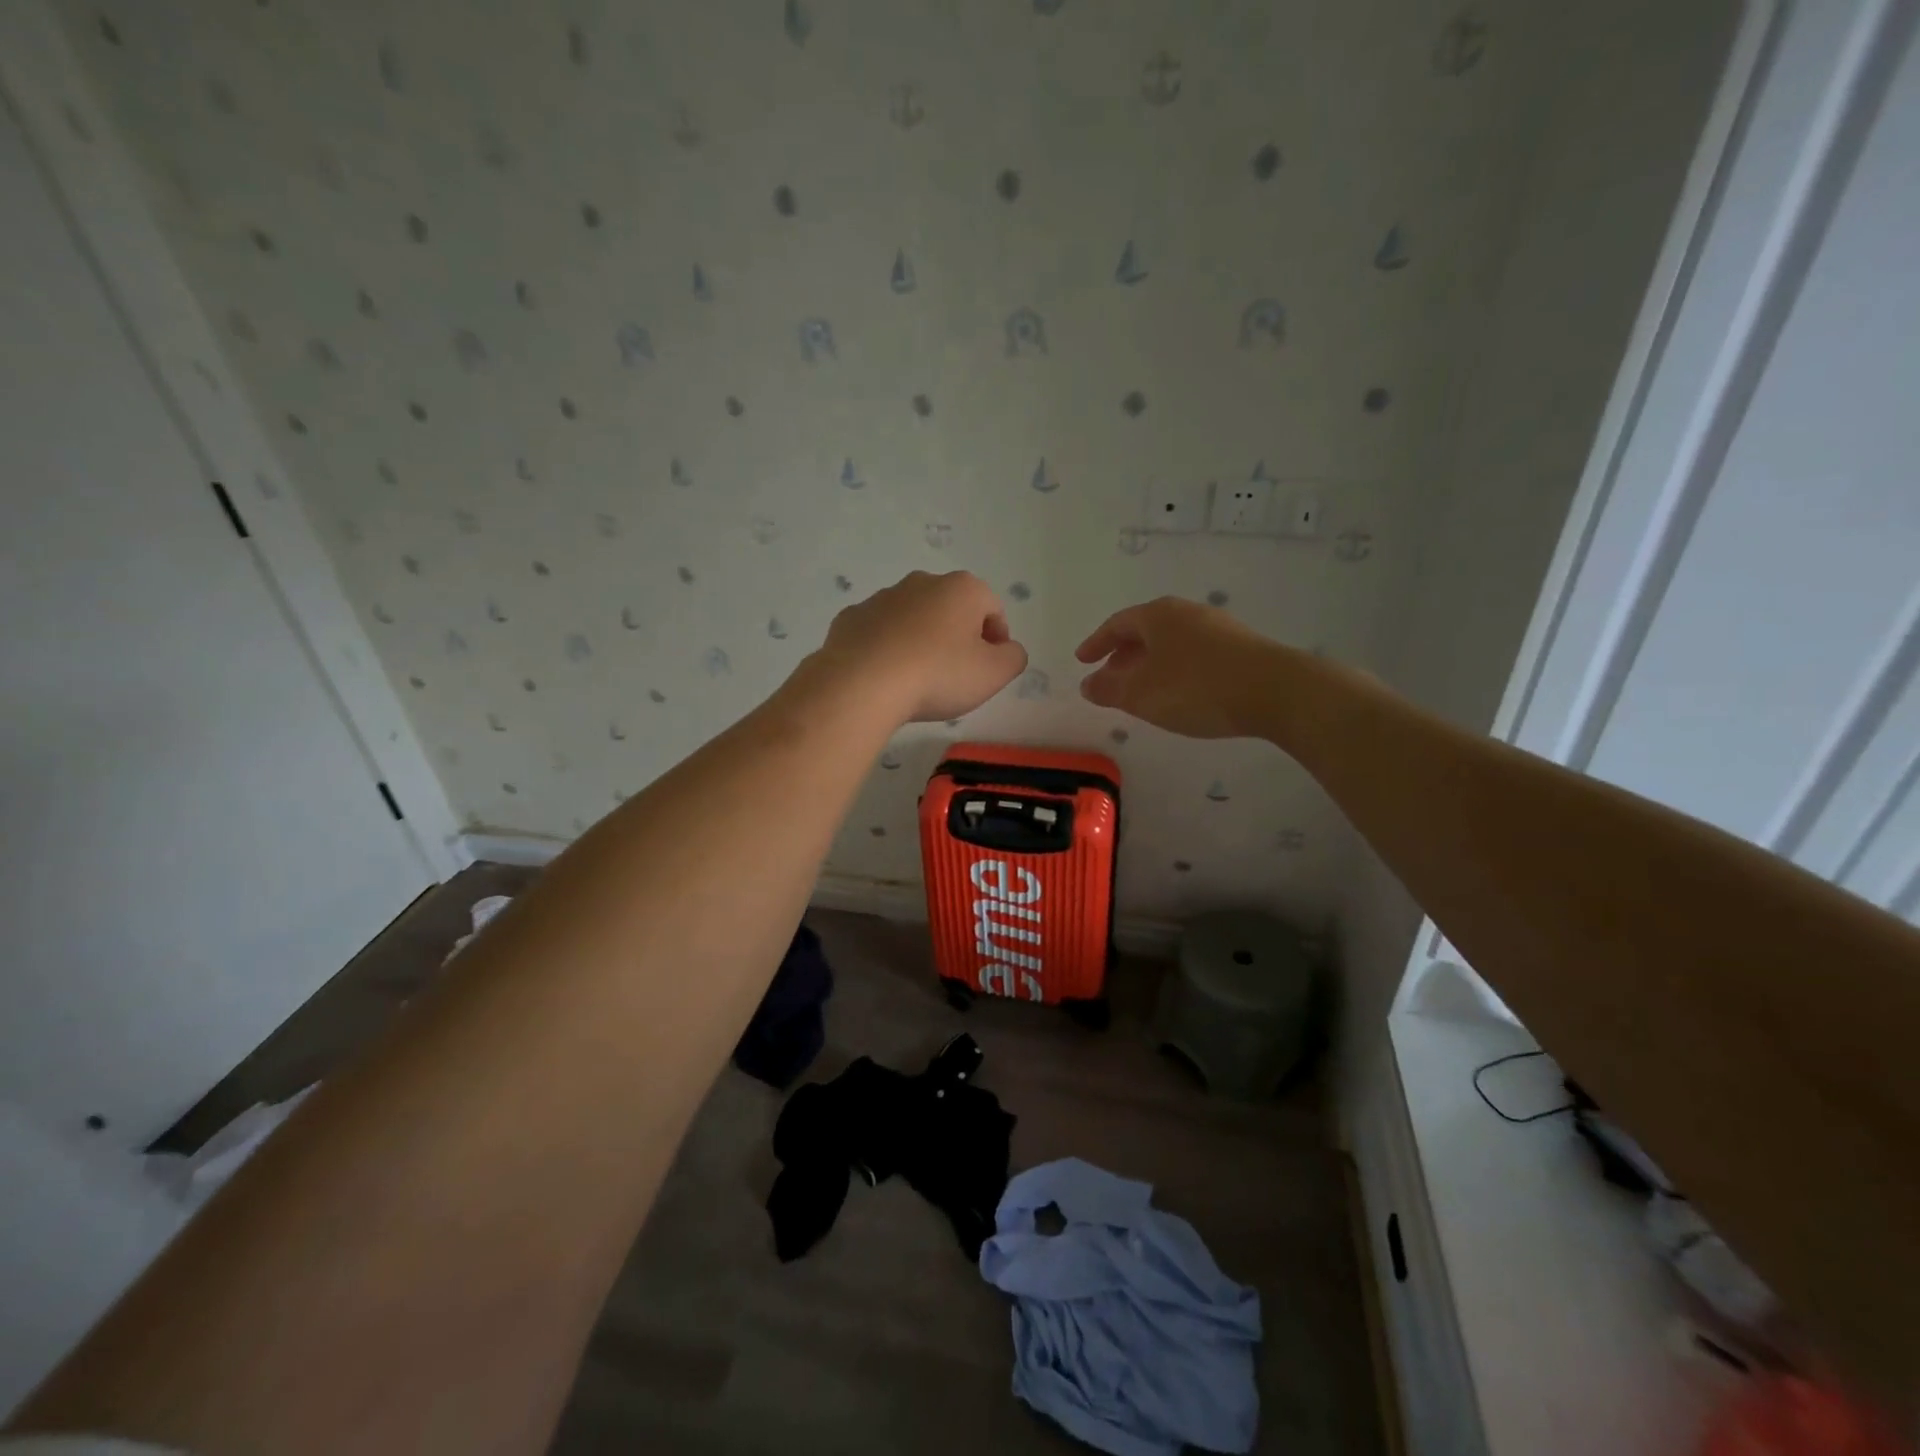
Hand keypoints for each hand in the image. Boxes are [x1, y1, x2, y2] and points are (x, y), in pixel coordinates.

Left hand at [814, 571, 1028, 723]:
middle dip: (957, 637)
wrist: (862, 684)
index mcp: (962, 589)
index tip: (989, 669)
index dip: (996, 640)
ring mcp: (882, 597)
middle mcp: (922, 582)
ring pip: (913, 618)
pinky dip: (886, 648)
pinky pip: (879, 633)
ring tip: (917, 679)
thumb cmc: (938, 674)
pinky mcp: (851, 618)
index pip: (993, 609)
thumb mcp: (994, 674)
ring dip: (920, 641)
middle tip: (955, 675)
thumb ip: (1013, 657)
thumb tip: (1007, 649)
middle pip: (951, 609)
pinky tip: (886, 677)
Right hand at [1076, 596, 1284, 738]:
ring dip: (1150, 663)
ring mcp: (1218, 628)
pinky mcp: (1240, 648)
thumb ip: (1109, 689)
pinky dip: (1175, 669)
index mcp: (1158, 615)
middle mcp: (1186, 613)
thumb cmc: (1196, 687)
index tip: (1082, 660)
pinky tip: (1179, 692)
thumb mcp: (1142, 694)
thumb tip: (1088, 684)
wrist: (1275, 691)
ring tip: (1143, 689)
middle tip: (1110, 677)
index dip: (1096, 643)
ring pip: (1171, 642)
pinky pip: (1193, 653)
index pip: (1117, 624)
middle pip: (1145, 631)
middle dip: (1123, 654)